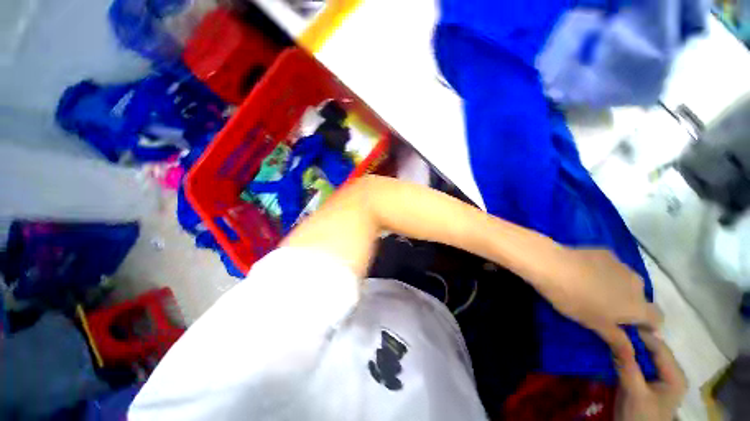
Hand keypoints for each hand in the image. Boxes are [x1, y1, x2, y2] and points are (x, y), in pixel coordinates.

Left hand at [536, 248, 661, 361]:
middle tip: (604, 309)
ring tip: (592, 290)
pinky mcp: (605, 252)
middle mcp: (638, 284)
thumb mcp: (595, 325)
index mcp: (639, 306)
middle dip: (628, 305)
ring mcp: (622, 265)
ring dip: (617, 288)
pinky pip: (612, 267)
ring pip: (626, 281)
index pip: (657, 319)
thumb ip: (618, 341)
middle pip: (640, 298)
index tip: (629, 329)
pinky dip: (604, 272)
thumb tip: (633, 358)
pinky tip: (583, 272)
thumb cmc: (574, 299)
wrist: (553, 264)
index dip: (646, 326)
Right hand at [615, 331, 686, 420]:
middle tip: (610, 329)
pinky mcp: (649, 381)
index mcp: (675, 376)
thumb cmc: (640, 417)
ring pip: (644, 355)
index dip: (640, 334)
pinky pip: (639, 362)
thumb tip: (615, 338)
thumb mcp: (634, 393)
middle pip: (652, 349)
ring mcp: (660, 377)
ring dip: (628, 347)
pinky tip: (613, 351)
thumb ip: (627, 367)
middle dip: (632, 339)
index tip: (616, 323)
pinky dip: (626, 356)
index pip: (659, 347)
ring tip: (609, 337)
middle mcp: (671, 373)